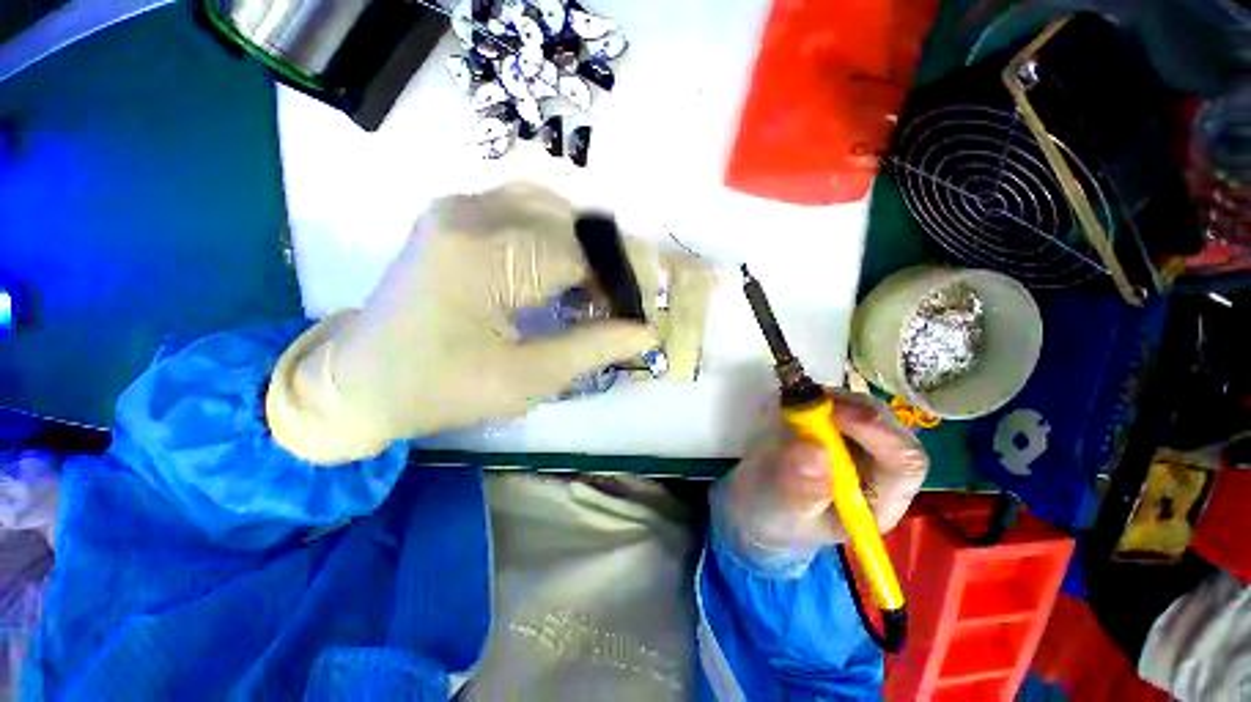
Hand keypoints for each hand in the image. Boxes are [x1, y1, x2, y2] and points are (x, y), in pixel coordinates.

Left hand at [267, 183, 657, 463]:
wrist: (358, 379)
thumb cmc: (440, 389)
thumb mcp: (526, 378)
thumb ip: (593, 348)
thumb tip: (646, 332)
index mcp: (485, 256)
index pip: (583, 251)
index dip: (625, 279)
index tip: (645, 311)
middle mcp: (472, 212)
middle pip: (573, 223)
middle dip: (610, 264)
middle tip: (623, 307)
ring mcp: (459, 206)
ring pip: (555, 210)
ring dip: (585, 250)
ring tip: (595, 293)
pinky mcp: (455, 214)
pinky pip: (526, 210)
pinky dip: (557, 239)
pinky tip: (561, 273)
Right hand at [711, 390, 927, 571]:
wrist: (757, 502)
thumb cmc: (775, 517)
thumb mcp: (782, 511)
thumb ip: (800, 489)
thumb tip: (816, 451)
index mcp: (879, 500)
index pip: (903, 462)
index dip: (877, 433)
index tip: (834, 415)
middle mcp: (879, 469)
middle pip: (891, 428)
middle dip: (853, 409)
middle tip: (811, 403)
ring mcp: (859, 444)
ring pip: (866, 409)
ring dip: (834, 400)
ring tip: (797, 407)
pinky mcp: (837, 427)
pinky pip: (840, 402)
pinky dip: (819, 397)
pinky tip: (795, 406)